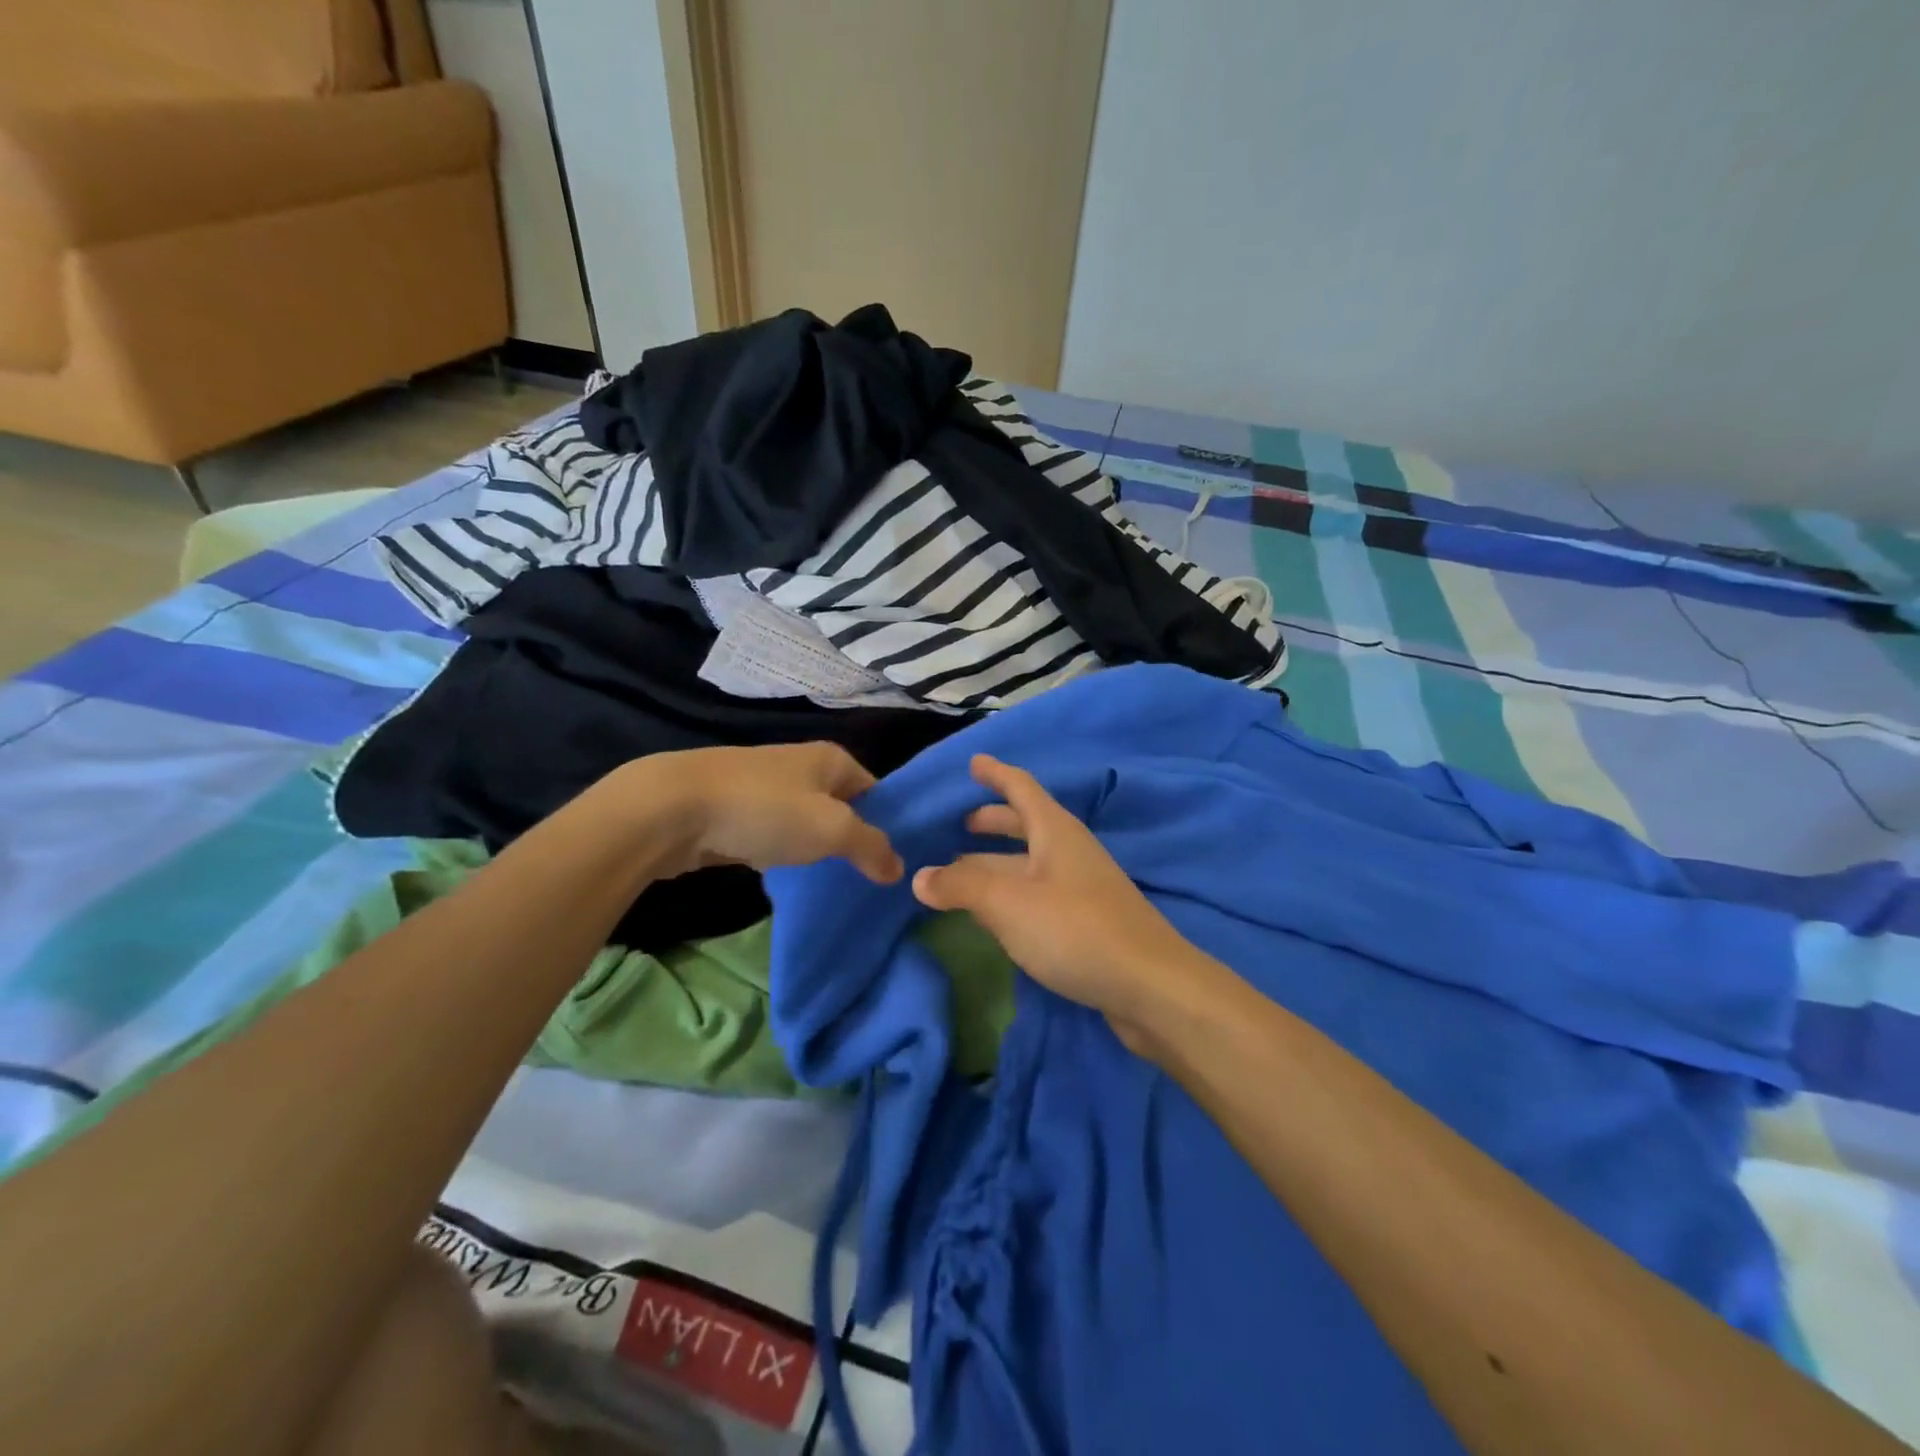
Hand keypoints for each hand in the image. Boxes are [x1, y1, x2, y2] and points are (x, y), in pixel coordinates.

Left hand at [615, 743, 903, 884]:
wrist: (673, 808)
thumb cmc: (765, 810)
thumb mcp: (831, 829)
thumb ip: (871, 847)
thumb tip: (899, 869)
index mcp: (831, 759)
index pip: (875, 789)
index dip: (888, 822)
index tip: (895, 860)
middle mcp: (801, 764)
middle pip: (840, 804)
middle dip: (852, 838)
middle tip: (867, 878)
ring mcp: (765, 785)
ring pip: (805, 819)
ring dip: (815, 847)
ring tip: (830, 881)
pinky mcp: (735, 808)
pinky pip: (773, 831)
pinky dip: (781, 851)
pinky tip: (783, 875)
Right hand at [912, 755, 1219, 1048]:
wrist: (1149, 986)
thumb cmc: (1074, 928)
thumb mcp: (1008, 901)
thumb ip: (961, 886)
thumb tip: (920, 877)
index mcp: (1055, 831)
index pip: (1021, 787)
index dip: (996, 773)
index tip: (973, 762)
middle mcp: (1070, 852)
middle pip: (1027, 824)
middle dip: (994, 821)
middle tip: (961, 823)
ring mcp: (1081, 888)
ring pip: (1030, 863)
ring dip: (997, 862)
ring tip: (962, 871)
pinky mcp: (1086, 923)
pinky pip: (1038, 894)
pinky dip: (1011, 894)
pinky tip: (994, 915)